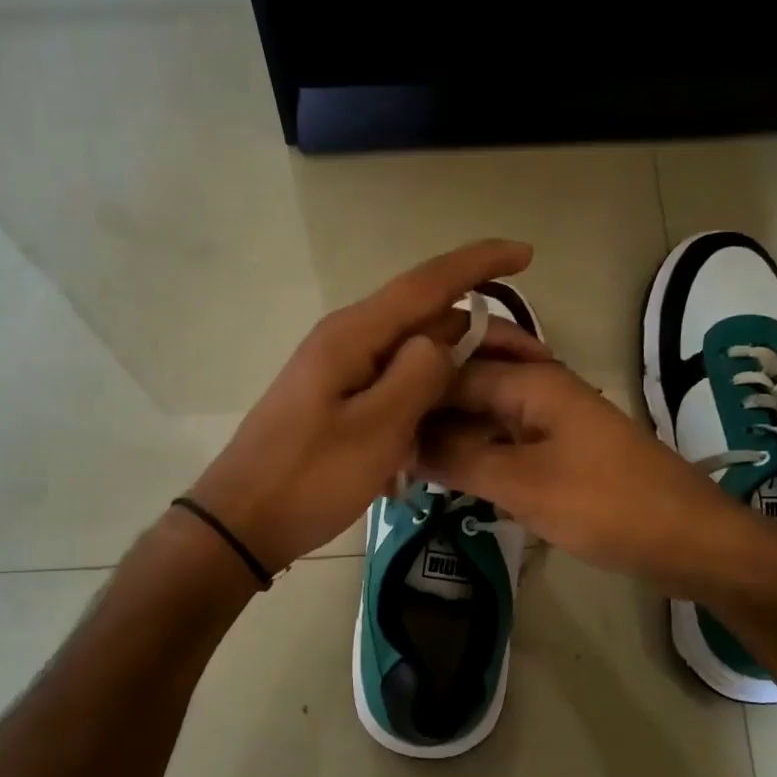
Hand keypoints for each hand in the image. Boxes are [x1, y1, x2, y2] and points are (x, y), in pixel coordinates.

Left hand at [188, 240, 546, 572]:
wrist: (242, 523)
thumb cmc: (309, 478)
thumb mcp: (377, 429)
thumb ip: (419, 376)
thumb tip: (444, 341)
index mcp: (354, 336)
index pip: (427, 283)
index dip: (479, 264)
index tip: (526, 253)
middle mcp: (347, 341)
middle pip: (425, 319)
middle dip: (480, 333)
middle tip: (533, 363)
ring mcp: (339, 371)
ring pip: (412, 355)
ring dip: (455, 370)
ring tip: (500, 395)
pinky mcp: (336, 401)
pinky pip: (393, 385)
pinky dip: (426, 398)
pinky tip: (447, 426)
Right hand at [414, 359, 769, 599]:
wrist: (688, 540)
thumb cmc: (606, 505)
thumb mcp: (523, 484)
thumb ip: (460, 459)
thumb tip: (401, 443)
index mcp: (531, 380)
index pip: (451, 371)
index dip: (410, 396)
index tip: (370, 428)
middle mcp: (539, 388)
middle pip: (468, 383)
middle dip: (428, 406)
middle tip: (384, 442)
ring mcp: (552, 419)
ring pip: (485, 412)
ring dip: (449, 431)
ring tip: (405, 461)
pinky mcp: (560, 450)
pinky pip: (505, 439)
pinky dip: (476, 451)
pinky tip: (449, 473)